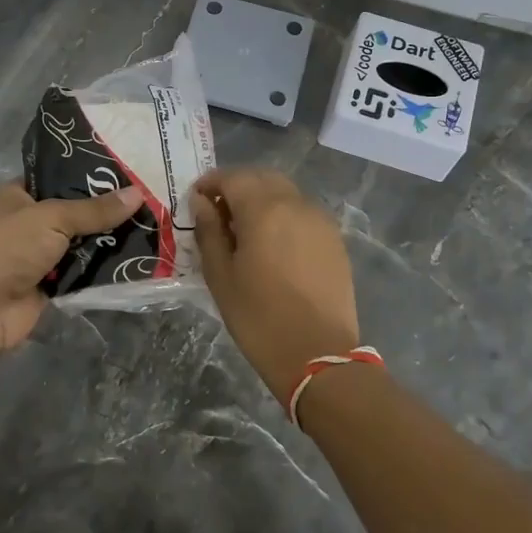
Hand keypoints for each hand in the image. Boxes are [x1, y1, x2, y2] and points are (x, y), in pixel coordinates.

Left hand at [0, 182, 142, 355]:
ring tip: (150, 225)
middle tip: (146, 198)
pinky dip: (102, 268)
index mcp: (17, 196)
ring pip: (81, 243)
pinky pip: (83, 272)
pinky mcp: (50, 284)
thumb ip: (95, 209)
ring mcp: (39, 255)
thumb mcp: (53, 217)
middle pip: (73, 212)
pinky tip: (136, 258)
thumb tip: (138, 193)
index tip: (125, 171)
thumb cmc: (10, 248)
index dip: (87, 174)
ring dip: (107, 240)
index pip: (56, 178)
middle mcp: (27, 223)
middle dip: (105, 210)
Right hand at [192, 169, 360, 400]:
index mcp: (264, 209)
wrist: (318, 355)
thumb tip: (202, 203)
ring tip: (245, 230)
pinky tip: (273, 244)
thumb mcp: (221, 276)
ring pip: (286, 193)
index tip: (197, 200)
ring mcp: (320, 220)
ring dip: (262, 199)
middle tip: (218, 212)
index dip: (211, 183)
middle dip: (237, 186)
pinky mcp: (334, 239)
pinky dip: (283, 215)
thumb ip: (209, 232)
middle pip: (262, 178)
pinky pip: (303, 213)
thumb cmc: (259, 318)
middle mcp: (296, 204)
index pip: (232, 177)